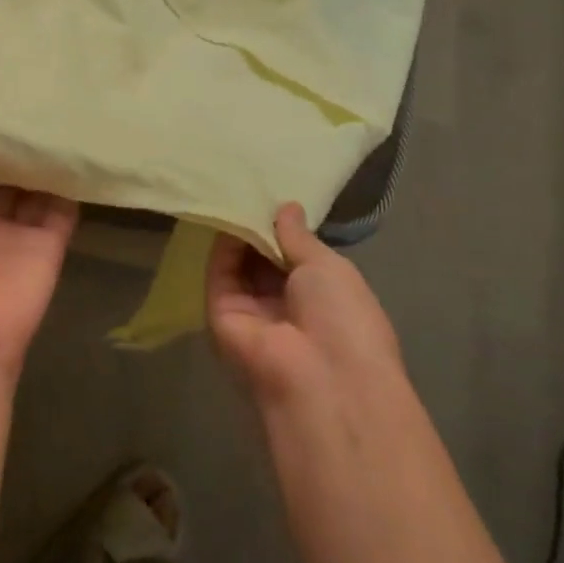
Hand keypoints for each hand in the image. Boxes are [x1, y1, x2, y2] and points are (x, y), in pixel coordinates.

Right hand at [205, 202, 402, 409]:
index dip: (284, 227)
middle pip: (262, 258)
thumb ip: (299, 236)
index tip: (273, 194)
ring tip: (235, 192)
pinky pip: (219, 274)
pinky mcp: (220, 313)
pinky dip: (222, 246)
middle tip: (248, 185)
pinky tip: (226, 215)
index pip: (294, 255)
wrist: (322, 377)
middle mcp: (283, 303)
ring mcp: (250, 309)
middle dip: (258, 226)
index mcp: (319, 296)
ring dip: (238, 232)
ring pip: (238, 264)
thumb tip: (286, 207)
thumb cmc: (344, 318)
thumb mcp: (330, 267)